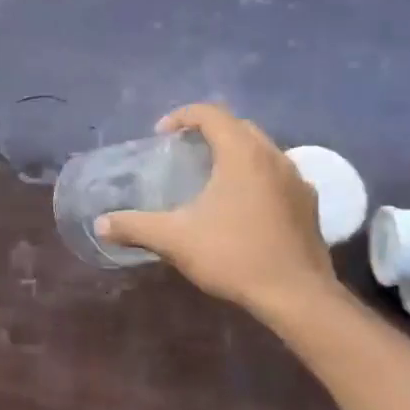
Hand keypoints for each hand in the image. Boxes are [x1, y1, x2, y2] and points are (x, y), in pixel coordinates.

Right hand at [98, 103, 339, 316]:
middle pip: (239, 127)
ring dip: (235, 153)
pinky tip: (243, 206)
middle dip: (209, 132)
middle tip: (184, 152)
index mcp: (242, 154)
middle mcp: (274, 156)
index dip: (182, 116)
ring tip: (211, 178)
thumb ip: (135, 226)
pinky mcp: (309, 204)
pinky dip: (256, 177)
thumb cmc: (233, 256)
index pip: (211, 113)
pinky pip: (278, 175)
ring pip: (262, 150)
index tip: (161, 136)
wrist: (296, 295)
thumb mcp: (175, 240)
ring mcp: (297, 180)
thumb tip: (101, 224)